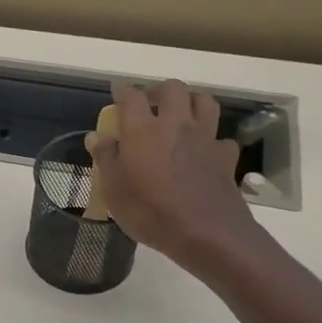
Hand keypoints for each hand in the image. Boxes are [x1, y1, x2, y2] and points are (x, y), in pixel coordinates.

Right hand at [87, 79, 268, 278]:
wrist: (206, 233)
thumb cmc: (149, 211)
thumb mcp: (113, 190)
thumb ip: (105, 158)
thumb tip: (96, 136)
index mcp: (143, 130)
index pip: (131, 97)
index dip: (122, 91)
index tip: (117, 90)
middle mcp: (175, 125)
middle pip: (173, 89)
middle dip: (159, 89)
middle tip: (149, 101)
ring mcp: (205, 139)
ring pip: (204, 102)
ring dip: (191, 101)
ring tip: (181, 113)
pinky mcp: (225, 157)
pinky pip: (221, 138)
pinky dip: (212, 139)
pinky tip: (204, 150)